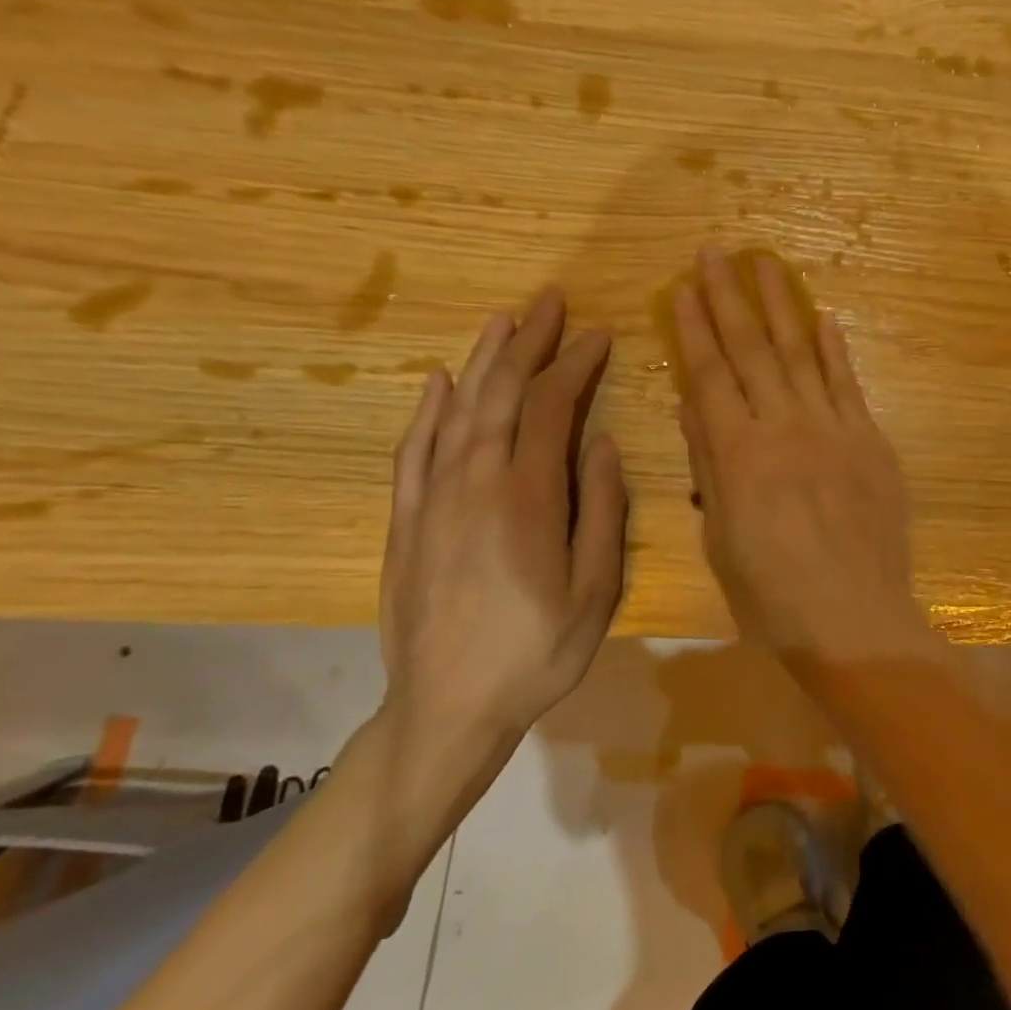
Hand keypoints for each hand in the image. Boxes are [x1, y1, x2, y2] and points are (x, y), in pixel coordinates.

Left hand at [379, 289, 627, 745]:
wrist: (446, 708)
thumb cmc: (537, 652)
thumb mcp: (596, 590)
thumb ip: (602, 512)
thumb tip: (605, 445)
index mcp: (527, 498)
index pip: (551, 409)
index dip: (576, 366)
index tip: (600, 335)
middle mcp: (474, 483)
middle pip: (501, 394)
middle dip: (529, 342)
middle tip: (551, 301)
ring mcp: (432, 499)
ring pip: (458, 411)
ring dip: (483, 361)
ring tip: (504, 321)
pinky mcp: (406, 520)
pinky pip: (414, 451)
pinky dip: (429, 411)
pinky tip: (441, 383)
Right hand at [672, 246, 930, 663]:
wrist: (854, 619)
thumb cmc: (773, 594)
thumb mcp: (720, 537)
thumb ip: (708, 467)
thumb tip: (693, 407)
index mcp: (738, 455)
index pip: (709, 376)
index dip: (693, 330)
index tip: (681, 288)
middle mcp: (784, 428)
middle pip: (753, 350)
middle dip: (730, 298)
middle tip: (715, 252)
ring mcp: (833, 430)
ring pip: (802, 353)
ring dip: (782, 305)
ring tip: (766, 263)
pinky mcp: (870, 441)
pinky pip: (848, 385)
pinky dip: (835, 350)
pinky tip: (824, 319)